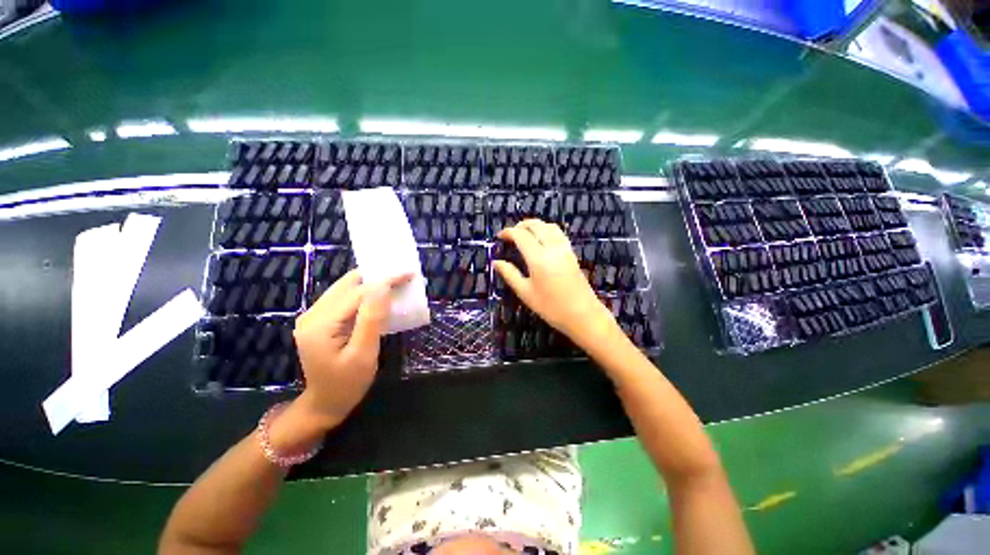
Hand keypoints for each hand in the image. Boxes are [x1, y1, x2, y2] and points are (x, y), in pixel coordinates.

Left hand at [269, 270, 409, 452]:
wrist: (325, 404)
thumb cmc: (348, 383)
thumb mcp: (364, 354)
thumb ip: (372, 318)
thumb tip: (383, 286)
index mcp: (320, 324)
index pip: (358, 292)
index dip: (385, 280)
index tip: (409, 273)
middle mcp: (312, 314)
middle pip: (348, 284)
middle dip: (377, 277)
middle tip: (403, 277)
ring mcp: (313, 316)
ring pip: (345, 288)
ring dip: (371, 283)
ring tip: (395, 283)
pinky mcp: (320, 320)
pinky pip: (344, 298)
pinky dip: (364, 293)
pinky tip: (379, 297)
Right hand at [493, 219, 616, 347]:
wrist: (583, 315)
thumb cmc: (551, 307)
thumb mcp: (525, 293)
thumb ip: (510, 274)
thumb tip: (496, 262)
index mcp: (538, 258)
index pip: (521, 235)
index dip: (508, 232)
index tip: (499, 237)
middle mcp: (552, 247)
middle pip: (536, 225)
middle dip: (521, 225)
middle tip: (511, 234)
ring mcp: (564, 249)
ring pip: (549, 226)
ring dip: (535, 225)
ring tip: (524, 233)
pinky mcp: (572, 253)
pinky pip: (558, 233)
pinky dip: (547, 229)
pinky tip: (542, 239)